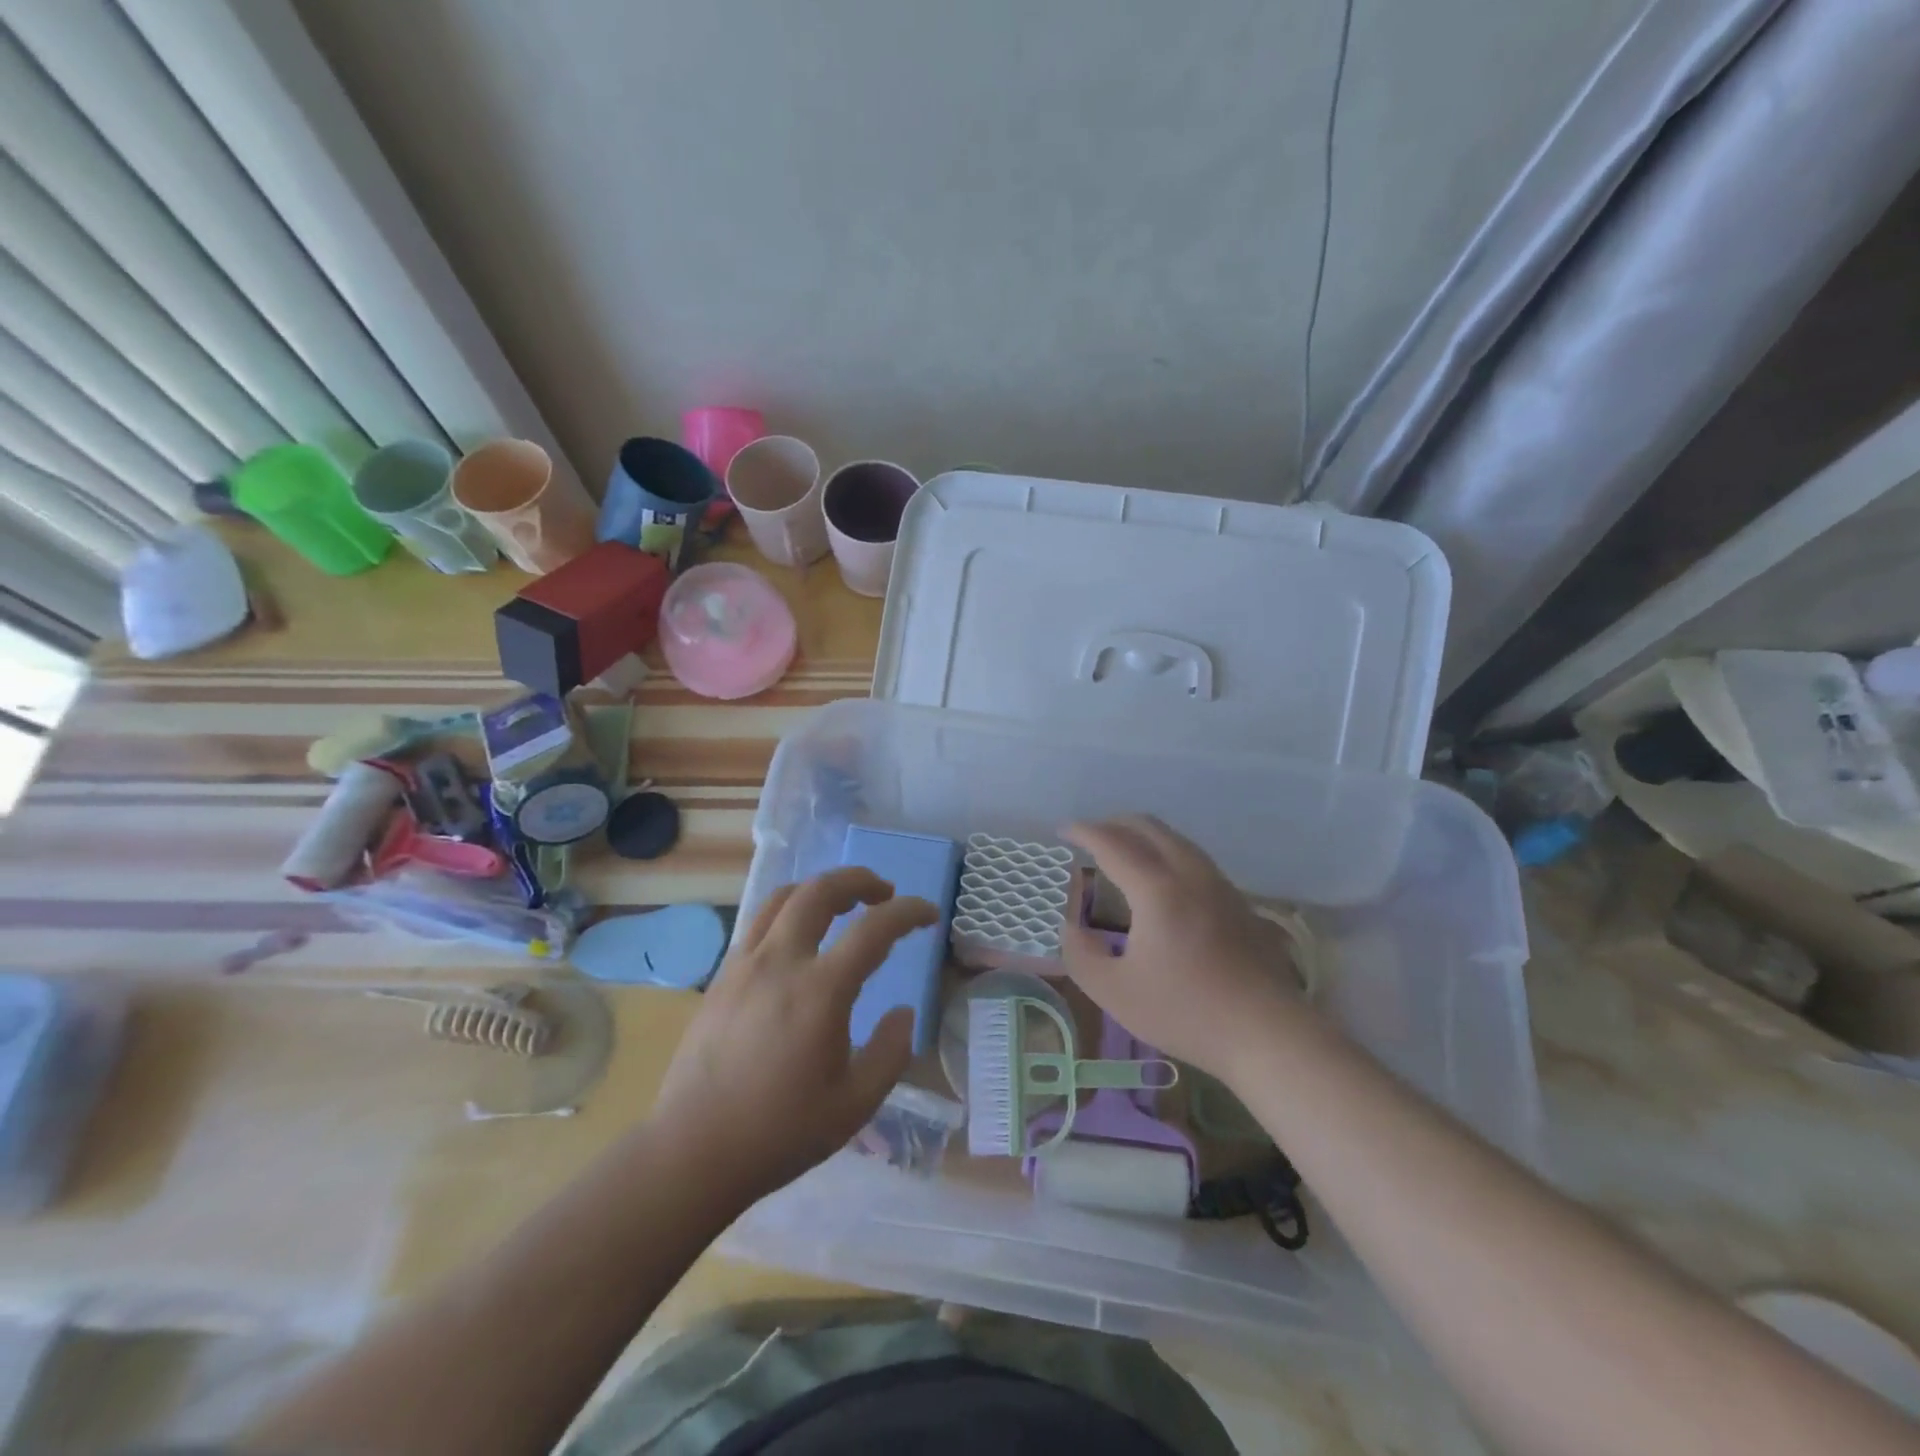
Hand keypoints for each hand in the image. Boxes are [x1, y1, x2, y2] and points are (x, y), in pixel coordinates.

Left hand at [647, 868, 936, 1206]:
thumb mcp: (855, 1103)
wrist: (692, 1151)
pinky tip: (798, 942)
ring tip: (841, 905)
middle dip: (859, 880)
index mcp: (820, 990)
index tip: (929, 915)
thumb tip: (903, 1012)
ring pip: (784, 898)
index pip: (874, 928)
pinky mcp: (721, 977)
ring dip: (819, 890)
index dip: (909, 912)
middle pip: (820, 891)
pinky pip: (759, 924)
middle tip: (883, 894)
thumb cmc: (780, 1132)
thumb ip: (891, 1052)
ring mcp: (744, 964)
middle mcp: (781, 962)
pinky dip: (789, 914)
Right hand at [1061, 815, 1305, 1084]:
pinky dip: (1165, 852)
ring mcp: (1218, 884)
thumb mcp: (1113, 991)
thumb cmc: (1185, 1012)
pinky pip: (1193, 857)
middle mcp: (1189, 873)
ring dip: (1143, 836)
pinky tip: (1160, 880)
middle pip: (1148, 827)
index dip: (1084, 832)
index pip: (1112, 843)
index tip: (1063, 830)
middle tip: (1090, 837)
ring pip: (1175, 839)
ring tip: (1122, 853)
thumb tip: (1071, 925)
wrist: (1267, 1032)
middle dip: (1114, 824)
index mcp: (1156, 889)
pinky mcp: (1237, 900)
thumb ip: (1080, 953)